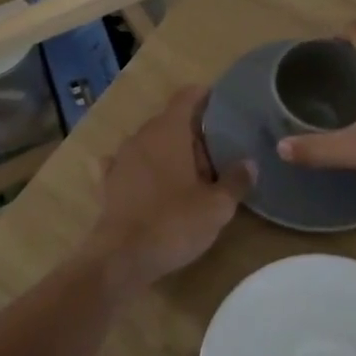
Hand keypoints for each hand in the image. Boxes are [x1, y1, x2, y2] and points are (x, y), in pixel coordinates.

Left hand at [82, 87, 254, 291]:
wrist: (120, 259)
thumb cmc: (173, 223)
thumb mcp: (217, 206)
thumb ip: (235, 181)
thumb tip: (249, 163)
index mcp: (168, 132)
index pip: (186, 97)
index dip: (204, 96)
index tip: (221, 102)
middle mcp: (141, 137)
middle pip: (169, 121)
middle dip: (192, 132)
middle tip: (217, 152)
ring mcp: (120, 160)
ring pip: (148, 143)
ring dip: (167, 151)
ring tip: (190, 172)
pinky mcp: (106, 184)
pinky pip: (125, 165)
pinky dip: (139, 168)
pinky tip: (146, 181)